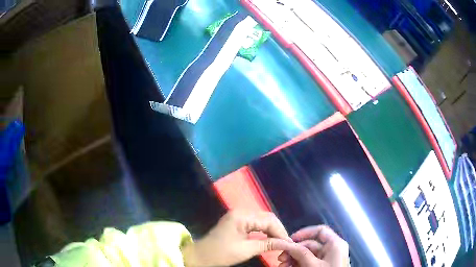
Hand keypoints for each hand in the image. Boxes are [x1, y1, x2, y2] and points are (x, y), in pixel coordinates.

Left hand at [182, 210, 292, 265]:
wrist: (202, 255)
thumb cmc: (222, 253)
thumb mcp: (246, 250)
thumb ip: (268, 244)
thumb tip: (286, 244)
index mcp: (242, 216)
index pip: (269, 220)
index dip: (281, 232)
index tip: (289, 244)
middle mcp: (241, 211)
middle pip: (267, 217)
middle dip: (278, 230)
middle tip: (286, 243)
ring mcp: (238, 215)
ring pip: (263, 219)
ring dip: (272, 230)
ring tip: (280, 241)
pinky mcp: (237, 220)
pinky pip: (256, 222)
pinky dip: (264, 230)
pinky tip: (269, 238)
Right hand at [278, 225, 348, 266]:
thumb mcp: (312, 265)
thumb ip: (300, 253)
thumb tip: (288, 245)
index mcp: (335, 244)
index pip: (320, 231)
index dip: (304, 233)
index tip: (289, 241)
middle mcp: (332, 250)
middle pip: (310, 244)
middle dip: (294, 251)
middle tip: (281, 259)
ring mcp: (328, 259)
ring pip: (308, 255)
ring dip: (293, 259)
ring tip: (282, 265)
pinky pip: (309, 262)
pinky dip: (298, 264)